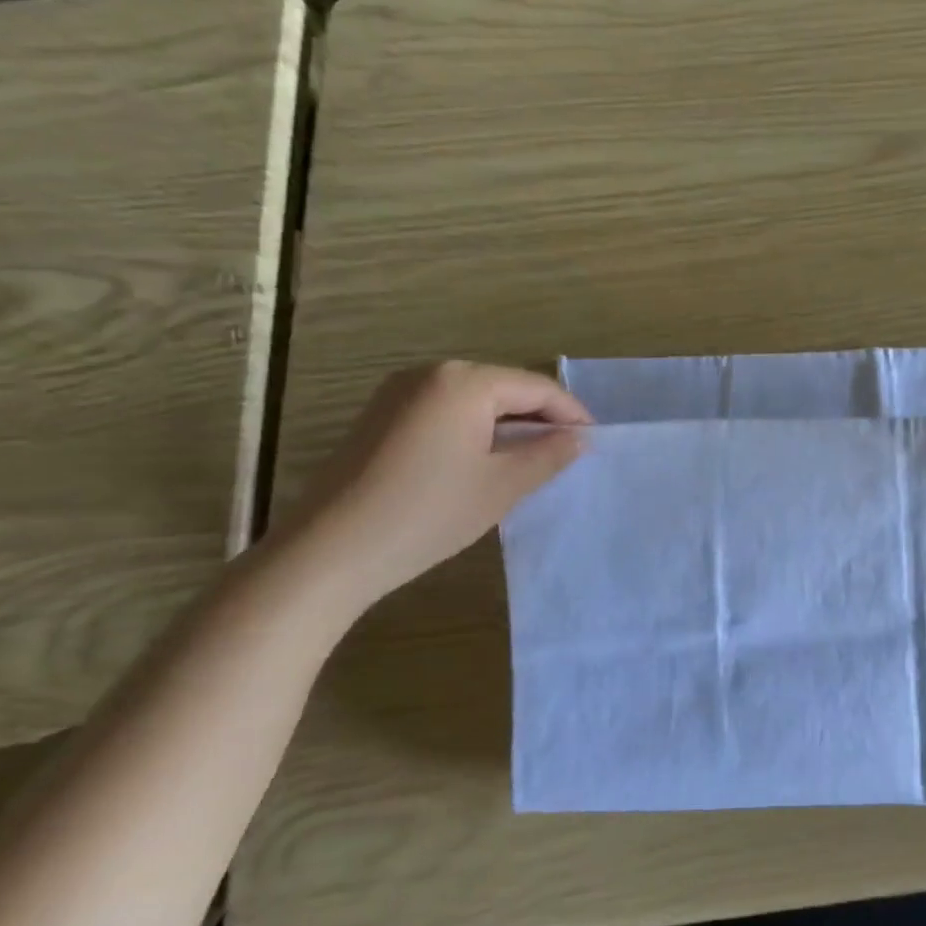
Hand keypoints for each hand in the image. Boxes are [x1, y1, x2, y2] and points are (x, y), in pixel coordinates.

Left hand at [272, 362, 589, 608]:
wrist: (330, 552)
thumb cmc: (427, 514)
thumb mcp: (501, 486)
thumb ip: (547, 455)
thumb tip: (578, 438)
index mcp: (463, 381)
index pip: (535, 387)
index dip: (570, 412)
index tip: (595, 440)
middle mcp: (430, 373)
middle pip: (503, 387)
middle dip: (540, 416)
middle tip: (568, 450)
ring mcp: (399, 393)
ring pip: (474, 399)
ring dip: (508, 423)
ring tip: (534, 457)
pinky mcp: (381, 416)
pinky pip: (445, 410)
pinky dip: (475, 429)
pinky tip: (485, 459)